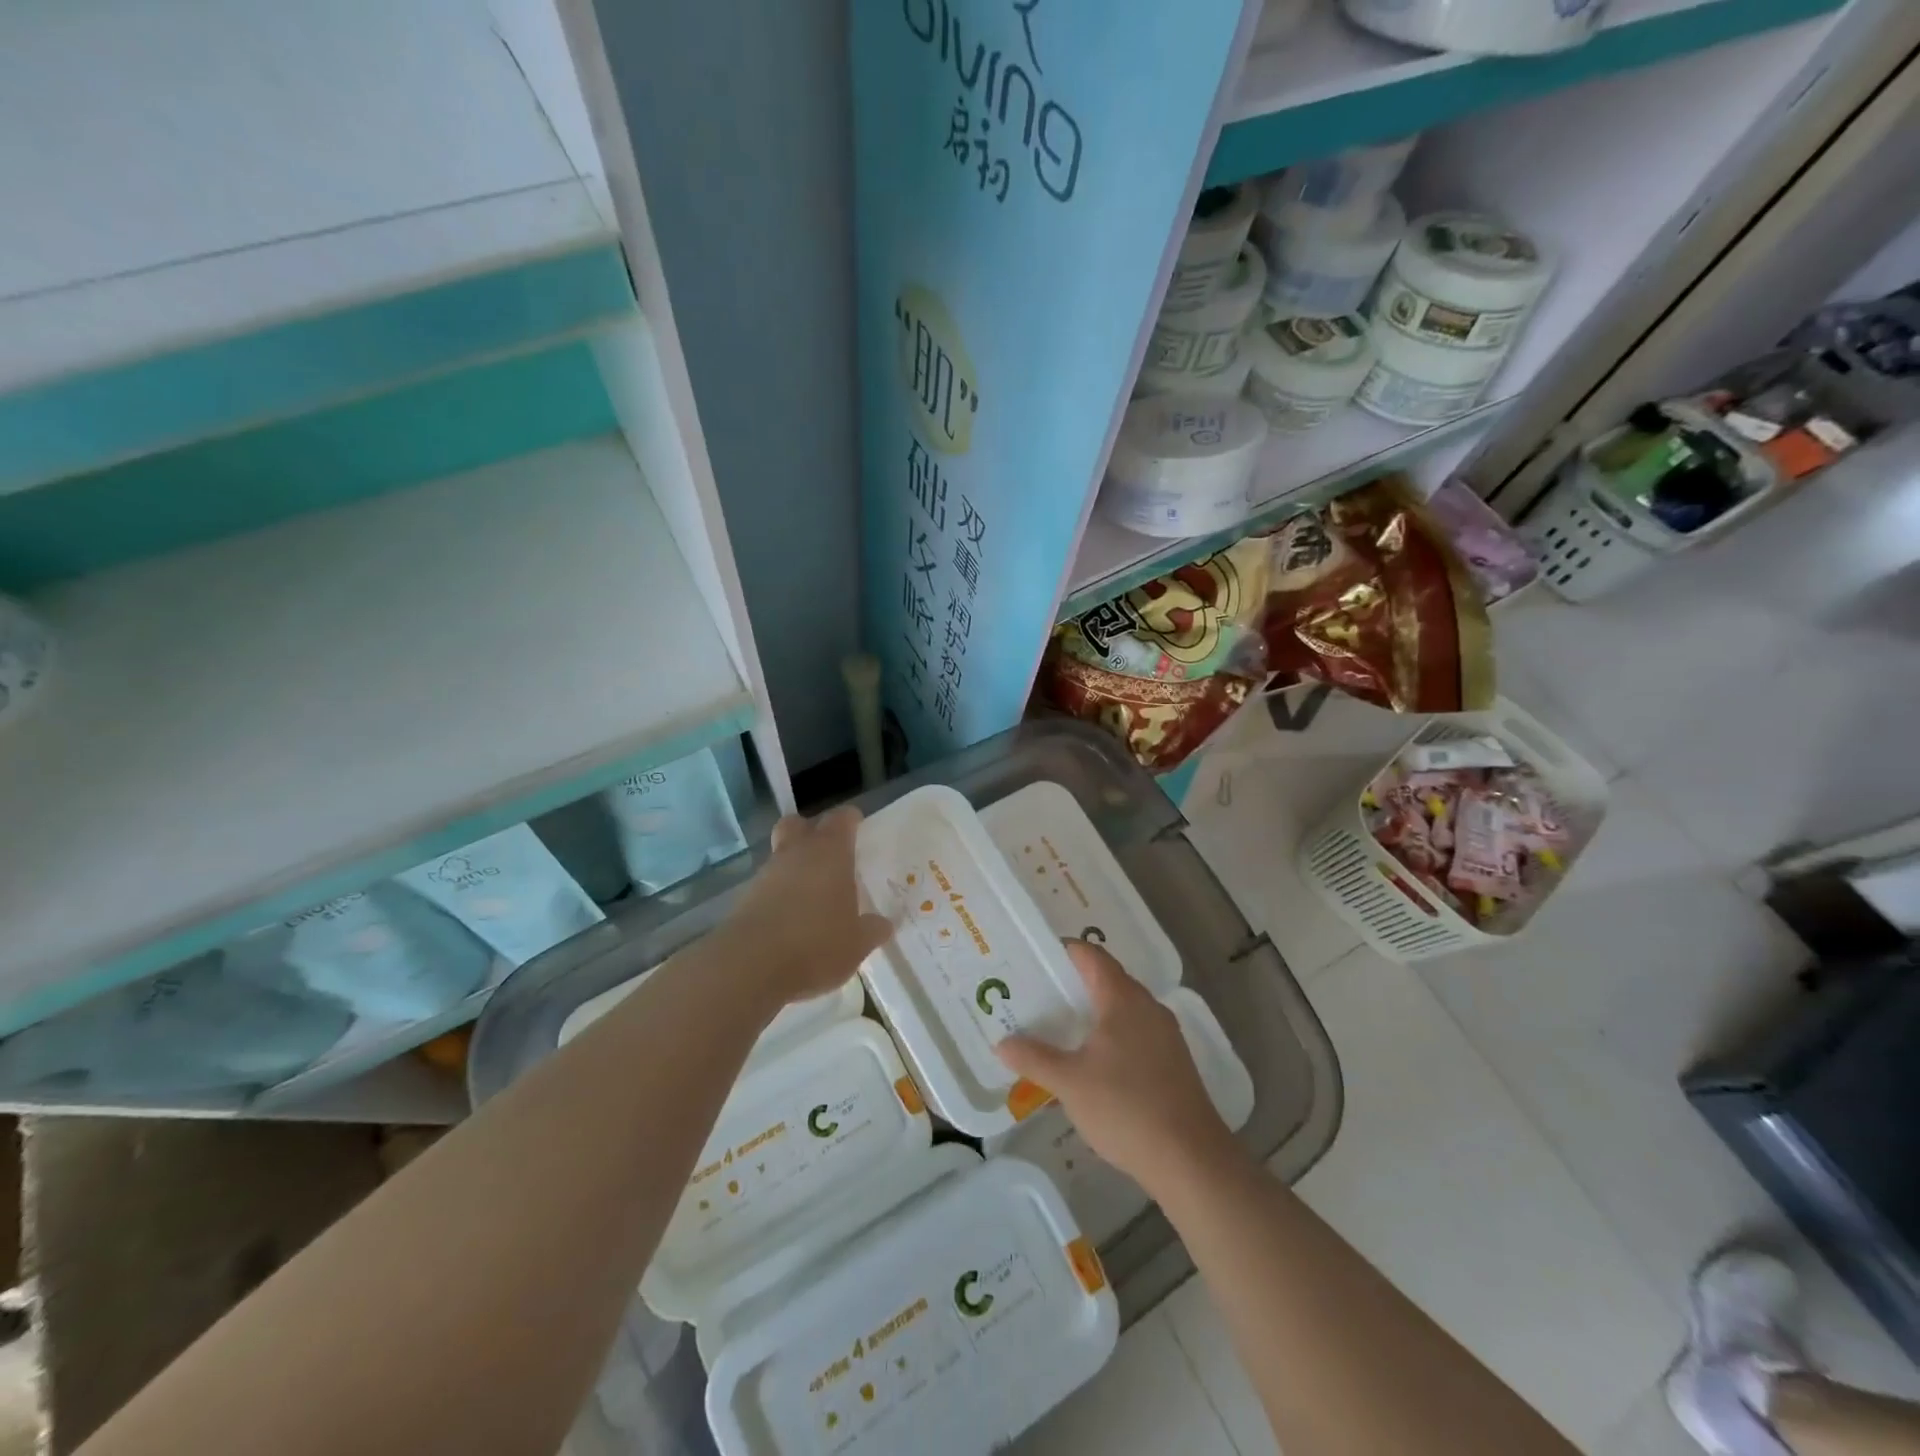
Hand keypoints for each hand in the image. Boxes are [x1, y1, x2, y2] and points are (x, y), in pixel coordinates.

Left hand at [724, 807, 893, 1007]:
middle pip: (799, 824)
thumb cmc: (816, 944)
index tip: (859, 829)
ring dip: (795, 866)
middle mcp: (797, 852)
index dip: (851, 820)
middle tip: (830, 854)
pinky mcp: (746, 897)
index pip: (841, 818)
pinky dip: (780, 892)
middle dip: (812, 832)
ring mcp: (767, 873)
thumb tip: (884, 924)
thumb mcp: (857, 943)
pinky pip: (769, 883)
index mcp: (830, 852)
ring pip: (782, 854)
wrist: (750, 965)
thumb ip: (872, 930)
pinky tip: (792, 917)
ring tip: (813, 894)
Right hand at [995, 941, 1241, 1194]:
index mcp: (1123, 998)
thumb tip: (1002, 1043)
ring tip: (1060, 1027)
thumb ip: (1034, 1058)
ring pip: (1123, 1008)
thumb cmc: (1126, 1108)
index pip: (1092, 956)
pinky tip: (1093, 1061)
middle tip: (1038, 996)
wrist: (1191, 1159)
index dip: (1064, 951)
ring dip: (1093, 1011)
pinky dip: (1111, 1033)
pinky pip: (1136, 1031)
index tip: (1035, 959)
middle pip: (1108, 979)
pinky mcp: (1173, 1061)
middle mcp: (1148, 1006)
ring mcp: (1165, 1034)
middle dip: (1073, 984)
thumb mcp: (1069, 1083)